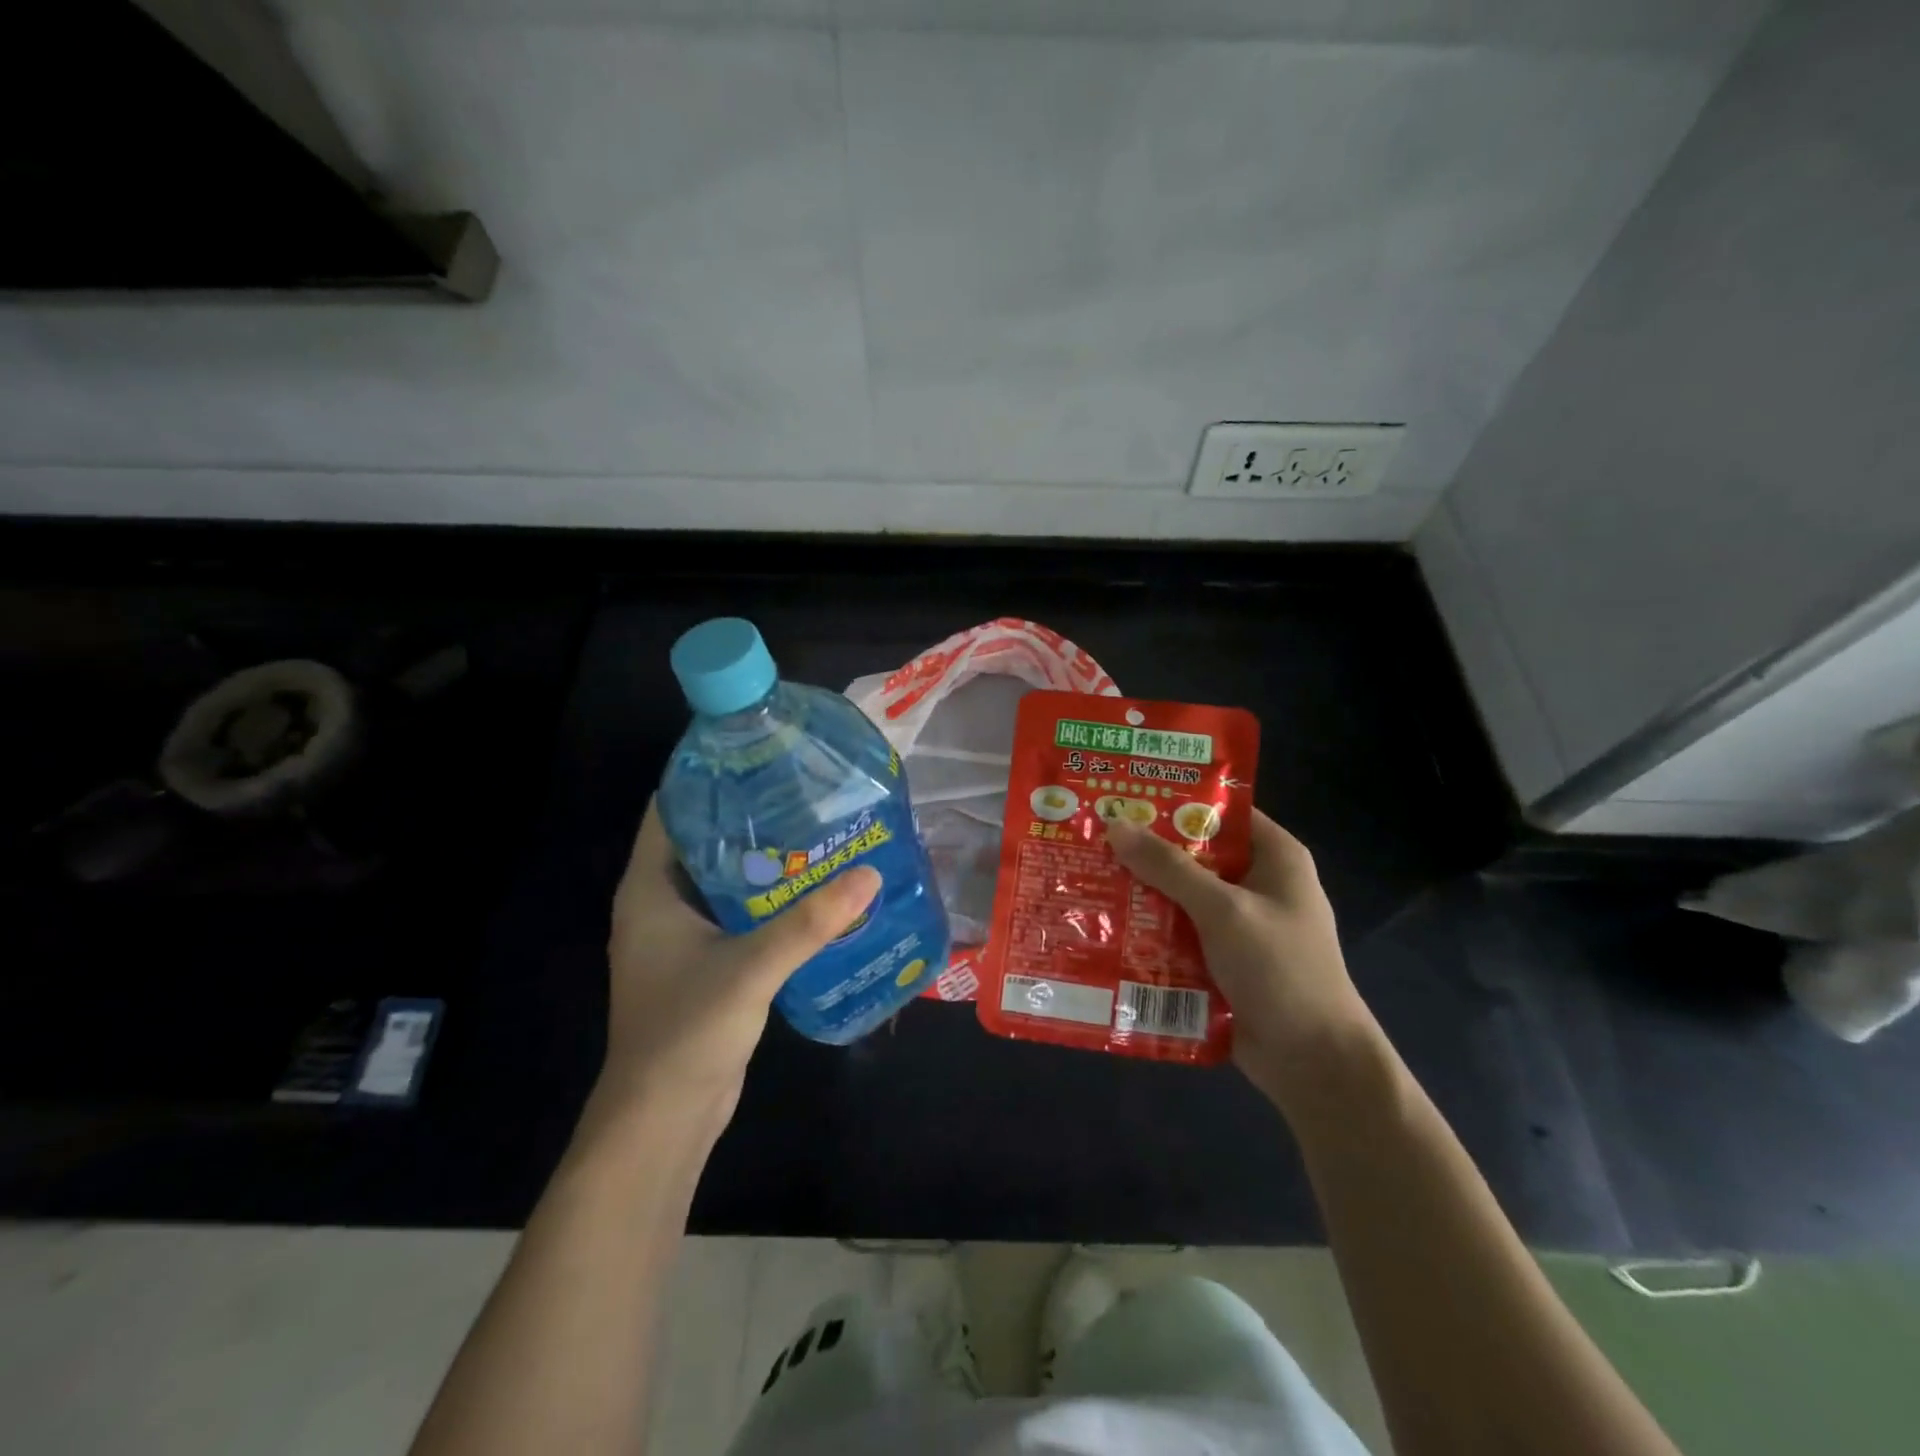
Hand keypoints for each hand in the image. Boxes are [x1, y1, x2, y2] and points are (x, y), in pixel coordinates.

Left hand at [601, 799, 880, 1122]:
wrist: (664, 1119)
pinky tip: (813, 886)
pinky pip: (738, 910)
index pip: (670, 808)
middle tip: (804, 786)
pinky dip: (768, 894)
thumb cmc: (687, 1032)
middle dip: (749, 811)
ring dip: (763, 855)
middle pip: (703, 837)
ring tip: (817, 826)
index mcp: (649, 888)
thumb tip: (870, 874)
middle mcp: (661, 902)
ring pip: (724, 875)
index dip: (707, 775)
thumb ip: (810, 922)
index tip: (759, 752)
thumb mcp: (751, 969)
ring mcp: (682, 933)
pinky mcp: (706, 959)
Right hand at [1104, 809, 1378, 1110]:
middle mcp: (1256, 884)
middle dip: (1145, 850)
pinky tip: (1105, 924)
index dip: (1174, 801)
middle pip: (1193, 854)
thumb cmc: (1280, 969)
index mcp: (1274, 857)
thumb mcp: (1223, 909)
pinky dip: (1148, 930)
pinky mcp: (1220, 960)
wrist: (1313, 1063)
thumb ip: (1169, 867)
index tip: (1122, 795)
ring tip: (1085, 876)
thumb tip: (1115, 824)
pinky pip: (1177, 933)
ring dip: (1141, 893)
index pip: (1220, 811)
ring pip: (1180, 896)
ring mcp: (1238, 925)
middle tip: (1090, 836)